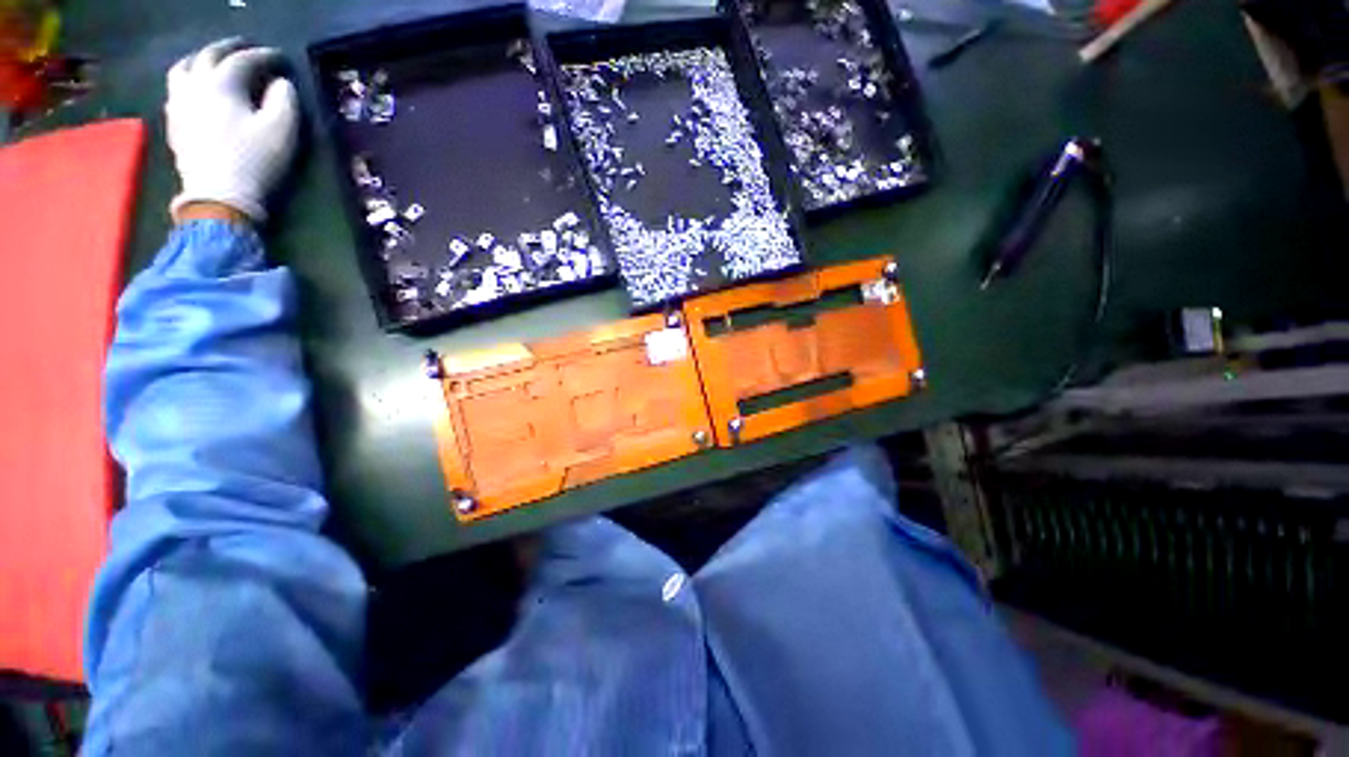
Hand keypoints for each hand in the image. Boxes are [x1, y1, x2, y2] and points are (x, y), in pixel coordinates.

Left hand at [166, 38, 299, 222]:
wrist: (218, 195)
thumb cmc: (255, 161)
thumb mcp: (282, 131)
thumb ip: (284, 100)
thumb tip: (281, 83)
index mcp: (223, 83)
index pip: (245, 59)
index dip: (265, 56)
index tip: (281, 59)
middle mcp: (196, 84)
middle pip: (209, 55)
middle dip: (230, 48)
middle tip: (247, 48)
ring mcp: (179, 103)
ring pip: (185, 67)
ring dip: (201, 58)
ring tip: (215, 61)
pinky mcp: (174, 122)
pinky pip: (176, 88)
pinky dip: (189, 79)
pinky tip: (197, 86)